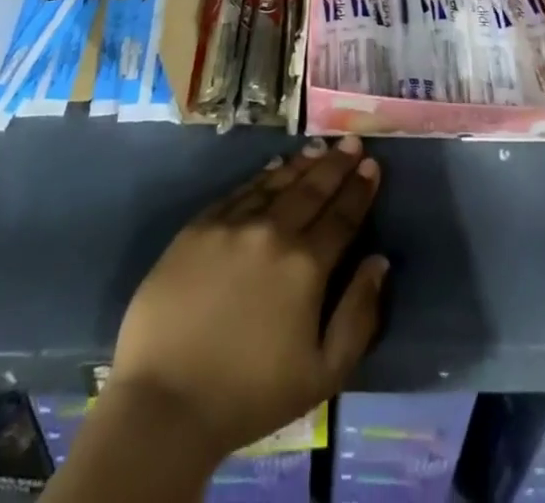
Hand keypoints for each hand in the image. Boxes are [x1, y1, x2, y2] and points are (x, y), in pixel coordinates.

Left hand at [108, 135, 386, 464]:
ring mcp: (233, 225)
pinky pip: (239, 192)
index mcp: (306, 266)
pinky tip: (274, 168)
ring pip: (276, 184)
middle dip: (336, 165)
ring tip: (320, 147)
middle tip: (352, 142)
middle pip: (312, 190)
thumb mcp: (322, 374)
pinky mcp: (199, 227)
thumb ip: (358, 316)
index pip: (342, 217)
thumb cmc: (250, 395)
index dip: (359, 190)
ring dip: (302, 164)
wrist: (165, 402)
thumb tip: (378, 262)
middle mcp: (273, 232)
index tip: (373, 165)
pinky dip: (262, 177)